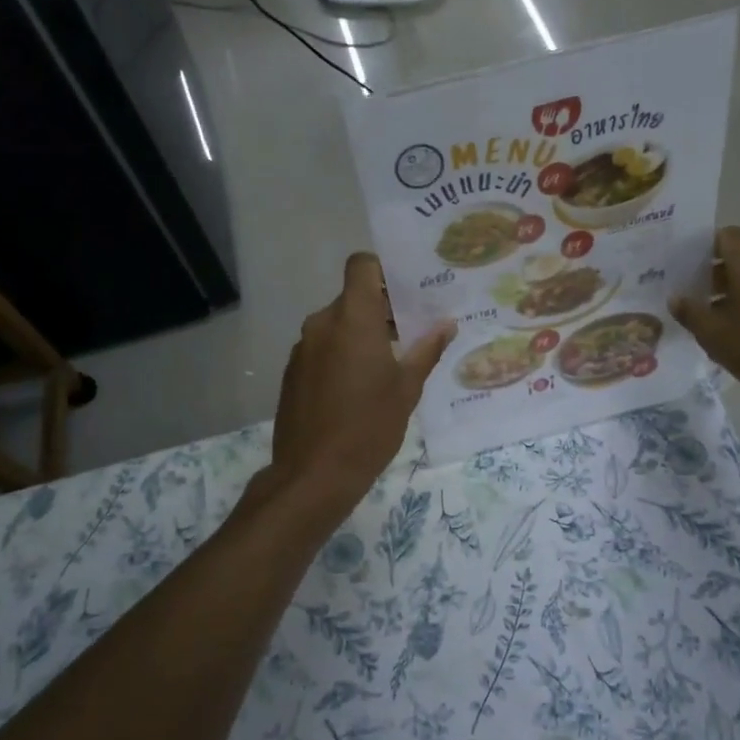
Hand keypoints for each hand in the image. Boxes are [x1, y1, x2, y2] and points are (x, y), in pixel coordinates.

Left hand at [269, 253, 454, 512]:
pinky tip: (359, 386)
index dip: (383, 269)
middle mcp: (322, 323)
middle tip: (412, 330)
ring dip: (361, 333)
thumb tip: (447, 324)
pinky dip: (341, 353)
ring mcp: (303, 348)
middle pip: (352, 297)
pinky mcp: (293, 371)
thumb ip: (427, 349)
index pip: (361, 265)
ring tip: (389, 363)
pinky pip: (322, 347)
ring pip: (337, 324)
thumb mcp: (407, 388)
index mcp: (352, 319)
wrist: (313, 474)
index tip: (407, 290)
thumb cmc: (369, 426)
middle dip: (381, 309)